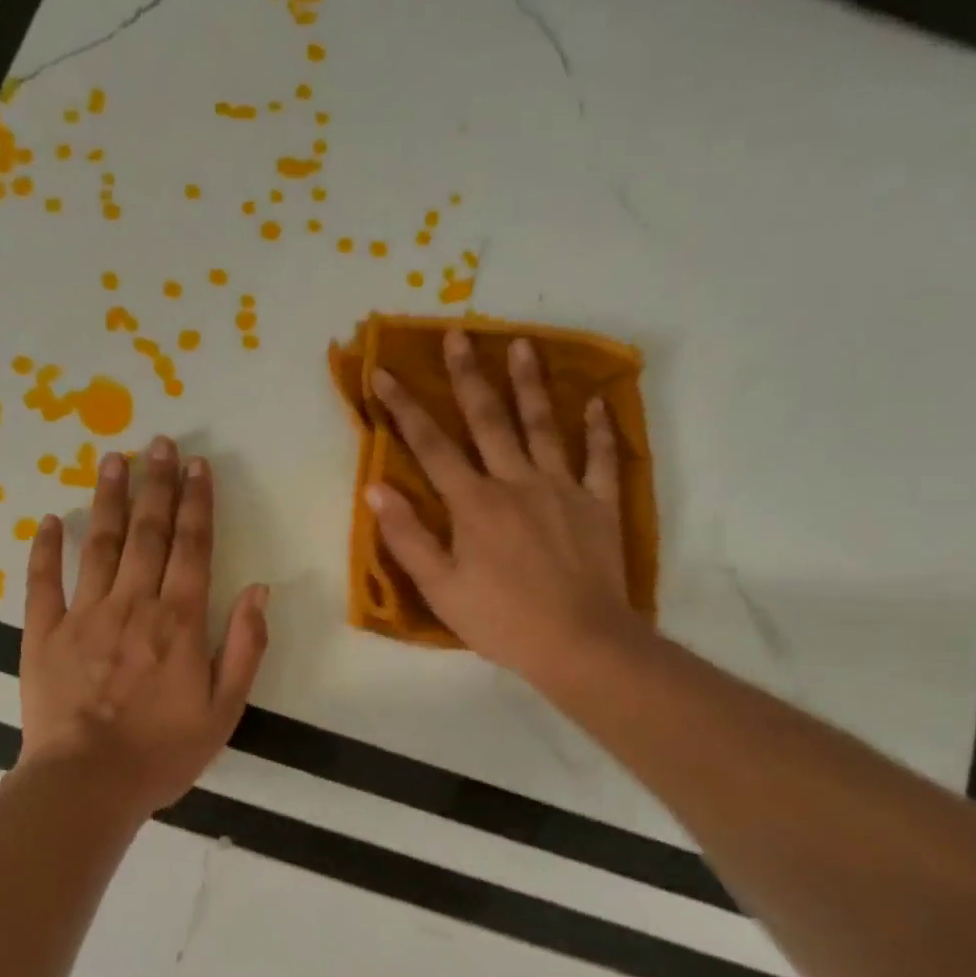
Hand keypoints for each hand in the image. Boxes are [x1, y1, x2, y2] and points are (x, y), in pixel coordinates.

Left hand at [17, 437, 268, 818]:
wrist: (87, 785)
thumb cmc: (163, 751)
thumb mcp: (225, 708)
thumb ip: (245, 646)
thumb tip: (260, 590)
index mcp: (180, 620)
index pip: (193, 546)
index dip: (196, 502)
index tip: (197, 465)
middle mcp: (134, 604)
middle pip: (147, 531)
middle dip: (156, 484)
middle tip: (159, 443)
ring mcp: (85, 614)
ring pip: (98, 543)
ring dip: (107, 498)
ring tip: (113, 458)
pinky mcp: (44, 634)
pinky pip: (43, 583)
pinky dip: (45, 550)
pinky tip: (48, 520)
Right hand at [368, 328, 644, 688]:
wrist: (580, 642)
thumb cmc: (502, 620)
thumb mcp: (441, 588)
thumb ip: (408, 537)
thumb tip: (376, 489)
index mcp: (474, 504)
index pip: (431, 447)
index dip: (404, 408)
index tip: (384, 373)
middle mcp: (517, 482)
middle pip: (488, 420)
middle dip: (468, 375)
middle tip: (458, 334)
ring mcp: (563, 489)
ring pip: (544, 425)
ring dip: (529, 383)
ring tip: (521, 343)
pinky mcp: (599, 504)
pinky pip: (600, 458)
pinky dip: (598, 428)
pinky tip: (596, 401)